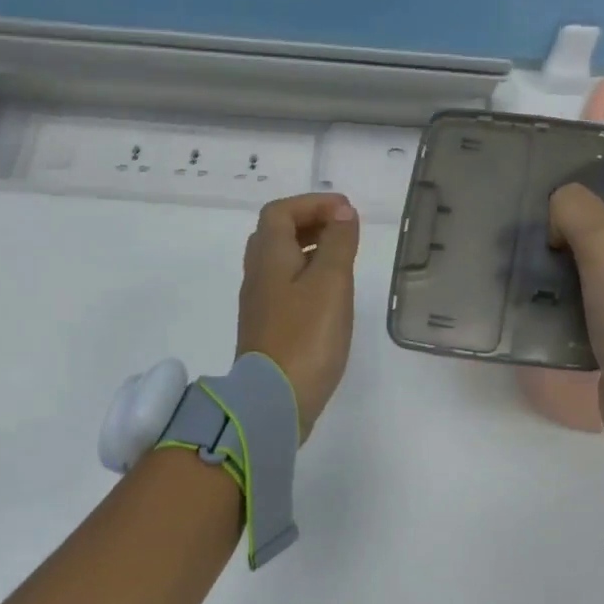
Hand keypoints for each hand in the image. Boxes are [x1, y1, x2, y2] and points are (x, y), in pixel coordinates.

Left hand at [236, 193, 359, 440]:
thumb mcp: (330, 282)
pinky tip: (330, 296)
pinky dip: (307, 277)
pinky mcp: (268, 329)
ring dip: (309, 250)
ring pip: (280, 262)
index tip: (346, 212)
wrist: (275, 400)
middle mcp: (257, 275)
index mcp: (268, 257)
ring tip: (343, 259)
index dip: (312, 204)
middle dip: (310, 223)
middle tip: (345, 231)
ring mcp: (260, 304)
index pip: (280, 212)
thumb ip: (338, 243)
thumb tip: (342, 213)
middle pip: (276, 235)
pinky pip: (284, 287)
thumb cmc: (306, 336)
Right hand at [548, 161, 603, 437]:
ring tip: (526, 248)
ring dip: (566, 249)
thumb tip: (558, 215)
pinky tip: (536, 287)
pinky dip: (565, 285)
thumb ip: (577, 210)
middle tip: (535, 213)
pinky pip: (588, 291)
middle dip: (577, 210)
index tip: (566, 174)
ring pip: (598, 254)